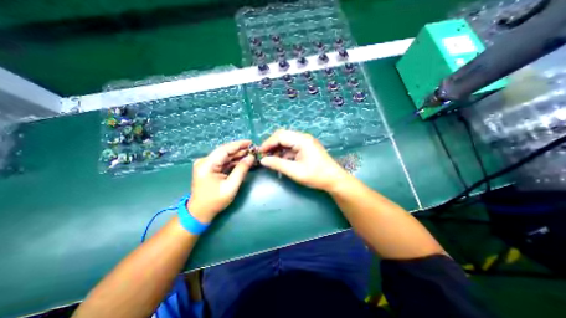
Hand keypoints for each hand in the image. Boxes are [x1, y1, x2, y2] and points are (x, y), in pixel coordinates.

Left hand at [187, 141, 254, 221]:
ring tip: (251, 155)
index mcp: (207, 164)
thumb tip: (251, 157)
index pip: (225, 149)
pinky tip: (243, 161)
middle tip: (253, 150)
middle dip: (240, 150)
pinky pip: (223, 162)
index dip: (238, 145)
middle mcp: (205, 161)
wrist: (200, 212)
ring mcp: (206, 165)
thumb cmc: (215, 201)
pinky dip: (233, 162)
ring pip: (225, 156)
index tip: (251, 142)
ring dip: (238, 156)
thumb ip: (241, 170)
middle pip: (225, 152)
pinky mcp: (209, 169)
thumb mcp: (231, 186)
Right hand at [260, 130, 349, 190]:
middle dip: (272, 145)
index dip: (268, 143)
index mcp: (302, 140)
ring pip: (287, 141)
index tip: (260, 152)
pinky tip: (281, 160)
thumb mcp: (295, 171)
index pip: (280, 136)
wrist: (334, 180)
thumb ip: (278, 164)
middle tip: (265, 155)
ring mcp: (305, 142)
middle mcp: (303, 137)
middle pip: (283, 136)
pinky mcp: (306, 147)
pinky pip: (292, 146)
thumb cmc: (316, 176)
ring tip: (271, 159)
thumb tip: (263, 160)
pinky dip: (284, 152)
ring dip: (278, 149)